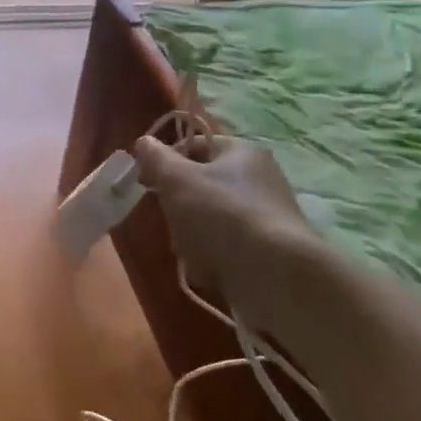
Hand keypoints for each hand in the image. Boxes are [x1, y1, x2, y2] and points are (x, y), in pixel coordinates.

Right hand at [132, 132, 319, 309]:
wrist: (276, 277)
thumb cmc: (221, 214)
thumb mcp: (176, 179)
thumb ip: (155, 157)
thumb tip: (144, 143)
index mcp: (241, 152)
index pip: (194, 144)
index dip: (166, 160)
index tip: (148, 182)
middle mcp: (259, 179)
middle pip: (200, 185)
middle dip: (178, 205)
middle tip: (170, 219)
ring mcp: (265, 217)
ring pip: (208, 219)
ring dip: (190, 235)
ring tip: (189, 250)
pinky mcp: (268, 251)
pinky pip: (225, 247)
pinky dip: (211, 257)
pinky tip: (207, 269)